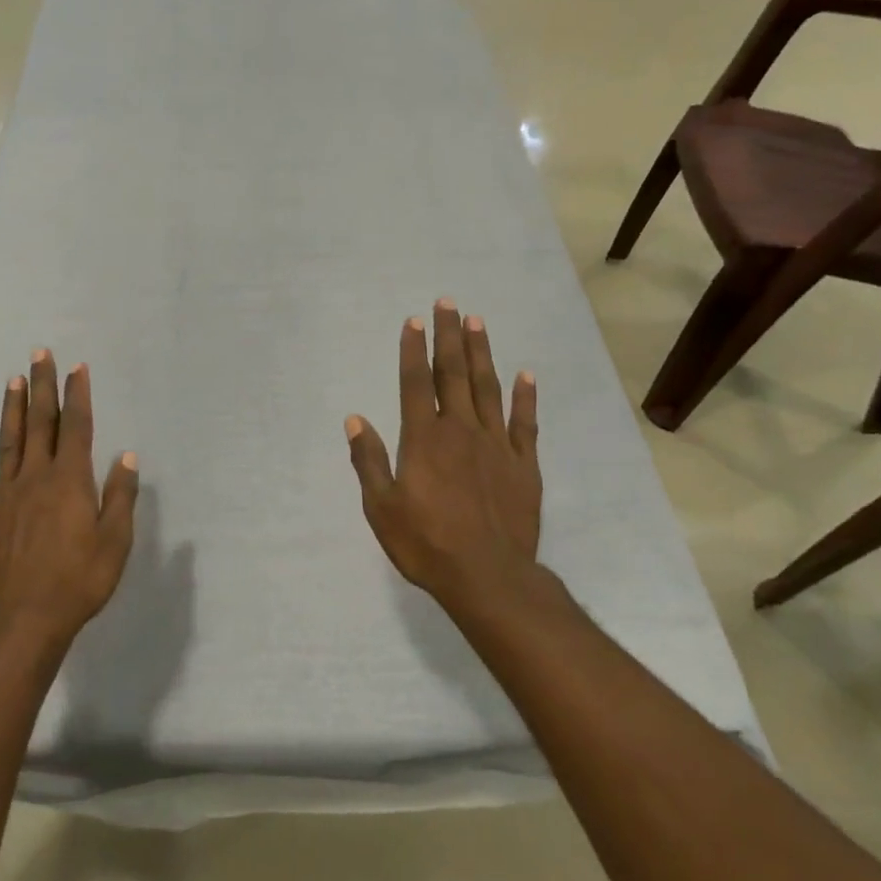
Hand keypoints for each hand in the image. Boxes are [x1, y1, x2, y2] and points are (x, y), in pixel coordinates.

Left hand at [0, 350, 138, 639]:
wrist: (25, 618)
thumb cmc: (79, 580)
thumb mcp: (116, 541)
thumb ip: (120, 496)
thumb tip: (127, 456)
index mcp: (71, 481)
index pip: (77, 427)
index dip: (77, 395)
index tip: (77, 368)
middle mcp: (37, 478)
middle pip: (41, 424)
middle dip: (42, 387)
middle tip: (39, 354)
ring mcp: (7, 495)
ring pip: (10, 442)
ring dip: (12, 409)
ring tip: (13, 380)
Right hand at [345, 300, 540, 609]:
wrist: (488, 577)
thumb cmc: (426, 543)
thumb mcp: (381, 507)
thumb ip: (368, 460)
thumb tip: (354, 419)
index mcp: (424, 439)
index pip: (415, 383)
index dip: (413, 350)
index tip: (414, 320)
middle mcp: (460, 430)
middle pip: (453, 374)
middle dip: (448, 336)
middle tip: (448, 303)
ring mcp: (496, 444)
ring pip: (487, 388)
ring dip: (481, 353)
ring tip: (477, 322)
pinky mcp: (523, 464)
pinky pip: (524, 422)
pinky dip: (525, 397)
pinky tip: (526, 374)